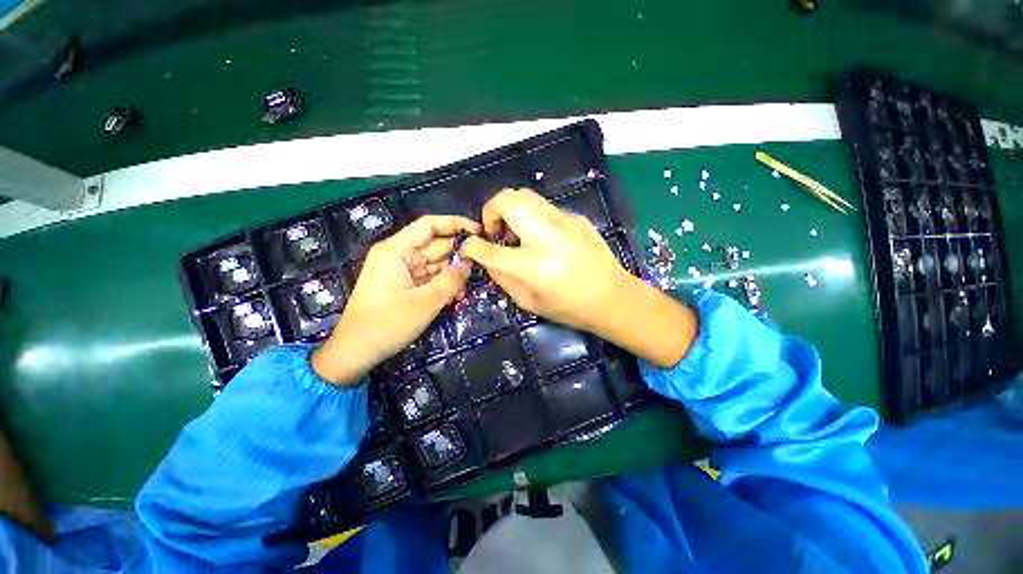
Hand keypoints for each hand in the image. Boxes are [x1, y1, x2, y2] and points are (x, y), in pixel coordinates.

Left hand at [312, 215, 480, 384]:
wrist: (357, 352)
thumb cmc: (387, 324)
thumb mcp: (426, 302)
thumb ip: (451, 280)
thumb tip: (470, 262)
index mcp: (396, 250)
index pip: (428, 226)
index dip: (455, 224)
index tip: (478, 231)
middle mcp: (399, 255)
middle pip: (435, 245)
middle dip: (457, 255)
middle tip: (481, 265)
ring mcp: (401, 270)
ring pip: (435, 263)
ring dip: (452, 274)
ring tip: (466, 289)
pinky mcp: (405, 284)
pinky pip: (430, 277)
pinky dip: (443, 284)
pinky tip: (456, 296)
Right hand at [459, 188, 631, 333]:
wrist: (613, 297)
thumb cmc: (569, 307)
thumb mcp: (528, 302)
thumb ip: (502, 278)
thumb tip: (487, 259)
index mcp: (532, 266)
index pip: (488, 249)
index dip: (471, 246)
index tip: (469, 247)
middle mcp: (546, 236)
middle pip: (507, 200)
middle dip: (490, 211)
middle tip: (496, 232)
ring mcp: (564, 222)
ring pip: (525, 195)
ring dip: (511, 210)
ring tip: (516, 233)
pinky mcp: (576, 218)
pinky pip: (544, 208)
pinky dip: (533, 217)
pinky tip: (542, 238)